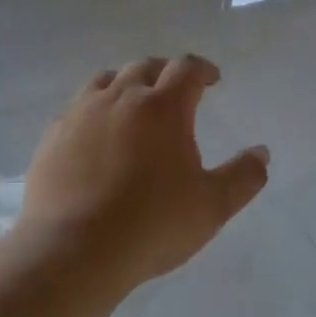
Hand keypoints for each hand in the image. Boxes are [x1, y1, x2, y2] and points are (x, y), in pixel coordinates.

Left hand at [21, 55, 269, 292]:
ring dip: (126, 83)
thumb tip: (261, 153)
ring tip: (134, 102)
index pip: (186, 68)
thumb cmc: (152, 224)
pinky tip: (96, 133)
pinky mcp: (53, 134)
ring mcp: (82, 112)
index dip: (203, 69)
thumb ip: (243, 176)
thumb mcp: (212, 206)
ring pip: (107, 79)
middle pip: (145, 66)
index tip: (212, 79)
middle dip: (165, 72)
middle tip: (175, 89)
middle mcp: (121, 97)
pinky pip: (77, 107)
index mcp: (163, 106)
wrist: (74, 249)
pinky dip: (95, 109)